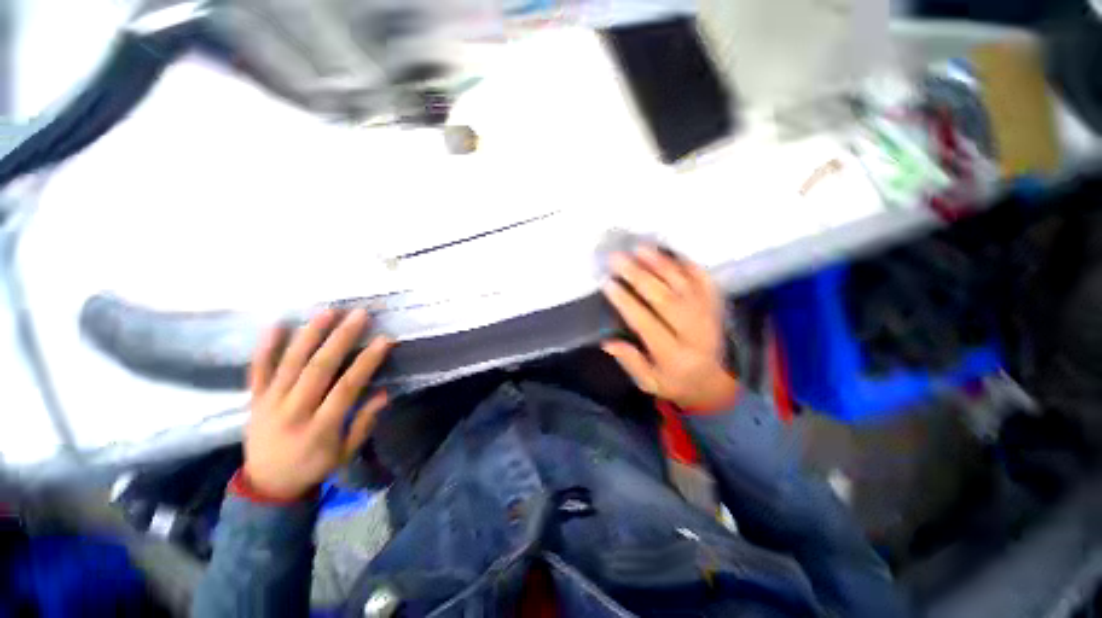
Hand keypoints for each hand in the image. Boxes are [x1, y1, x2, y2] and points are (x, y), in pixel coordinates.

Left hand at [244, 308, 393, 500]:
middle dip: (341, 339)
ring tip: (329, 311)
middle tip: (359, 315)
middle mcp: (293, 412)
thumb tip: (384, 392)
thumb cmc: (314, 467)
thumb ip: (364, 423)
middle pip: (318, 369)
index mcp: (319, 428)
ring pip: (289, 363)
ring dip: (310, 334)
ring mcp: (269, 404)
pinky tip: (277, 325)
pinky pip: (258, 371)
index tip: (384, 340)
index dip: (366, 362)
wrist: (266, 486)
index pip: (346, 388)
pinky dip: (266, 347)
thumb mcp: (346, 453)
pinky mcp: (254, 400)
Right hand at [602, 246, 737, 410]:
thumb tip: (607, 342)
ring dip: (661, 265)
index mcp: (674, 356)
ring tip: (640, 248)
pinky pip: (705, 281)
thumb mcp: (650, 383)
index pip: (647, 323)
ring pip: (684, 285)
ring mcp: (709, 317)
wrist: (715, 383)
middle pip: (665, 299)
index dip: (626, 302)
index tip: (607, 284)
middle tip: (617, 258)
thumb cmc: (675, 382)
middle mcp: (694, 333)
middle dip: (639, 276)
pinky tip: (672, 253)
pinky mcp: (716, 307)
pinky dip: (689, 265)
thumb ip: (631, 362)